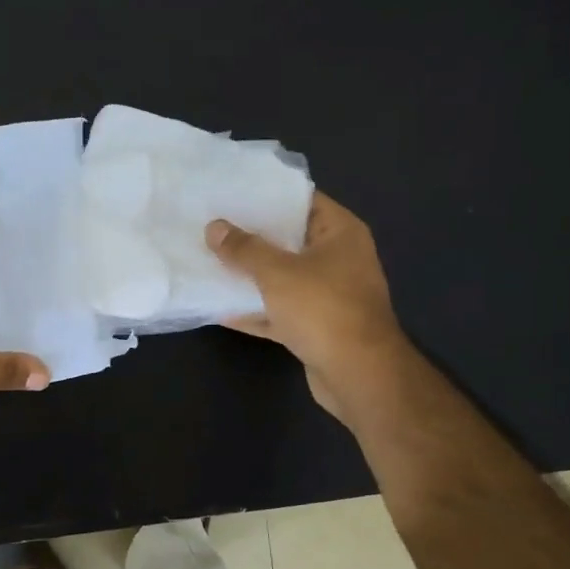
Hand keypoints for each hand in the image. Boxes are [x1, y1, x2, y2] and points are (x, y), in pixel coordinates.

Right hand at [204, 192, 405, 422]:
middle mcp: (339, 259)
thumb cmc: (323, 309)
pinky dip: (257, 311)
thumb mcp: (277, 272)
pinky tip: (222, 310)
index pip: (303, 201)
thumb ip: (244, 249)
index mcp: (340, 234)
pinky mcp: (318, 327)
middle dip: (253, 237)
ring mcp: (329, 295)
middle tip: (213, 227)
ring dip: (251, 276)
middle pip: (290, 240)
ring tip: (211, 263)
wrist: (358, 374)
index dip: (268, 196)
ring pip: (284, 278)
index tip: (232, 194)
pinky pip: (281, 311)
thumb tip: (214, 228)